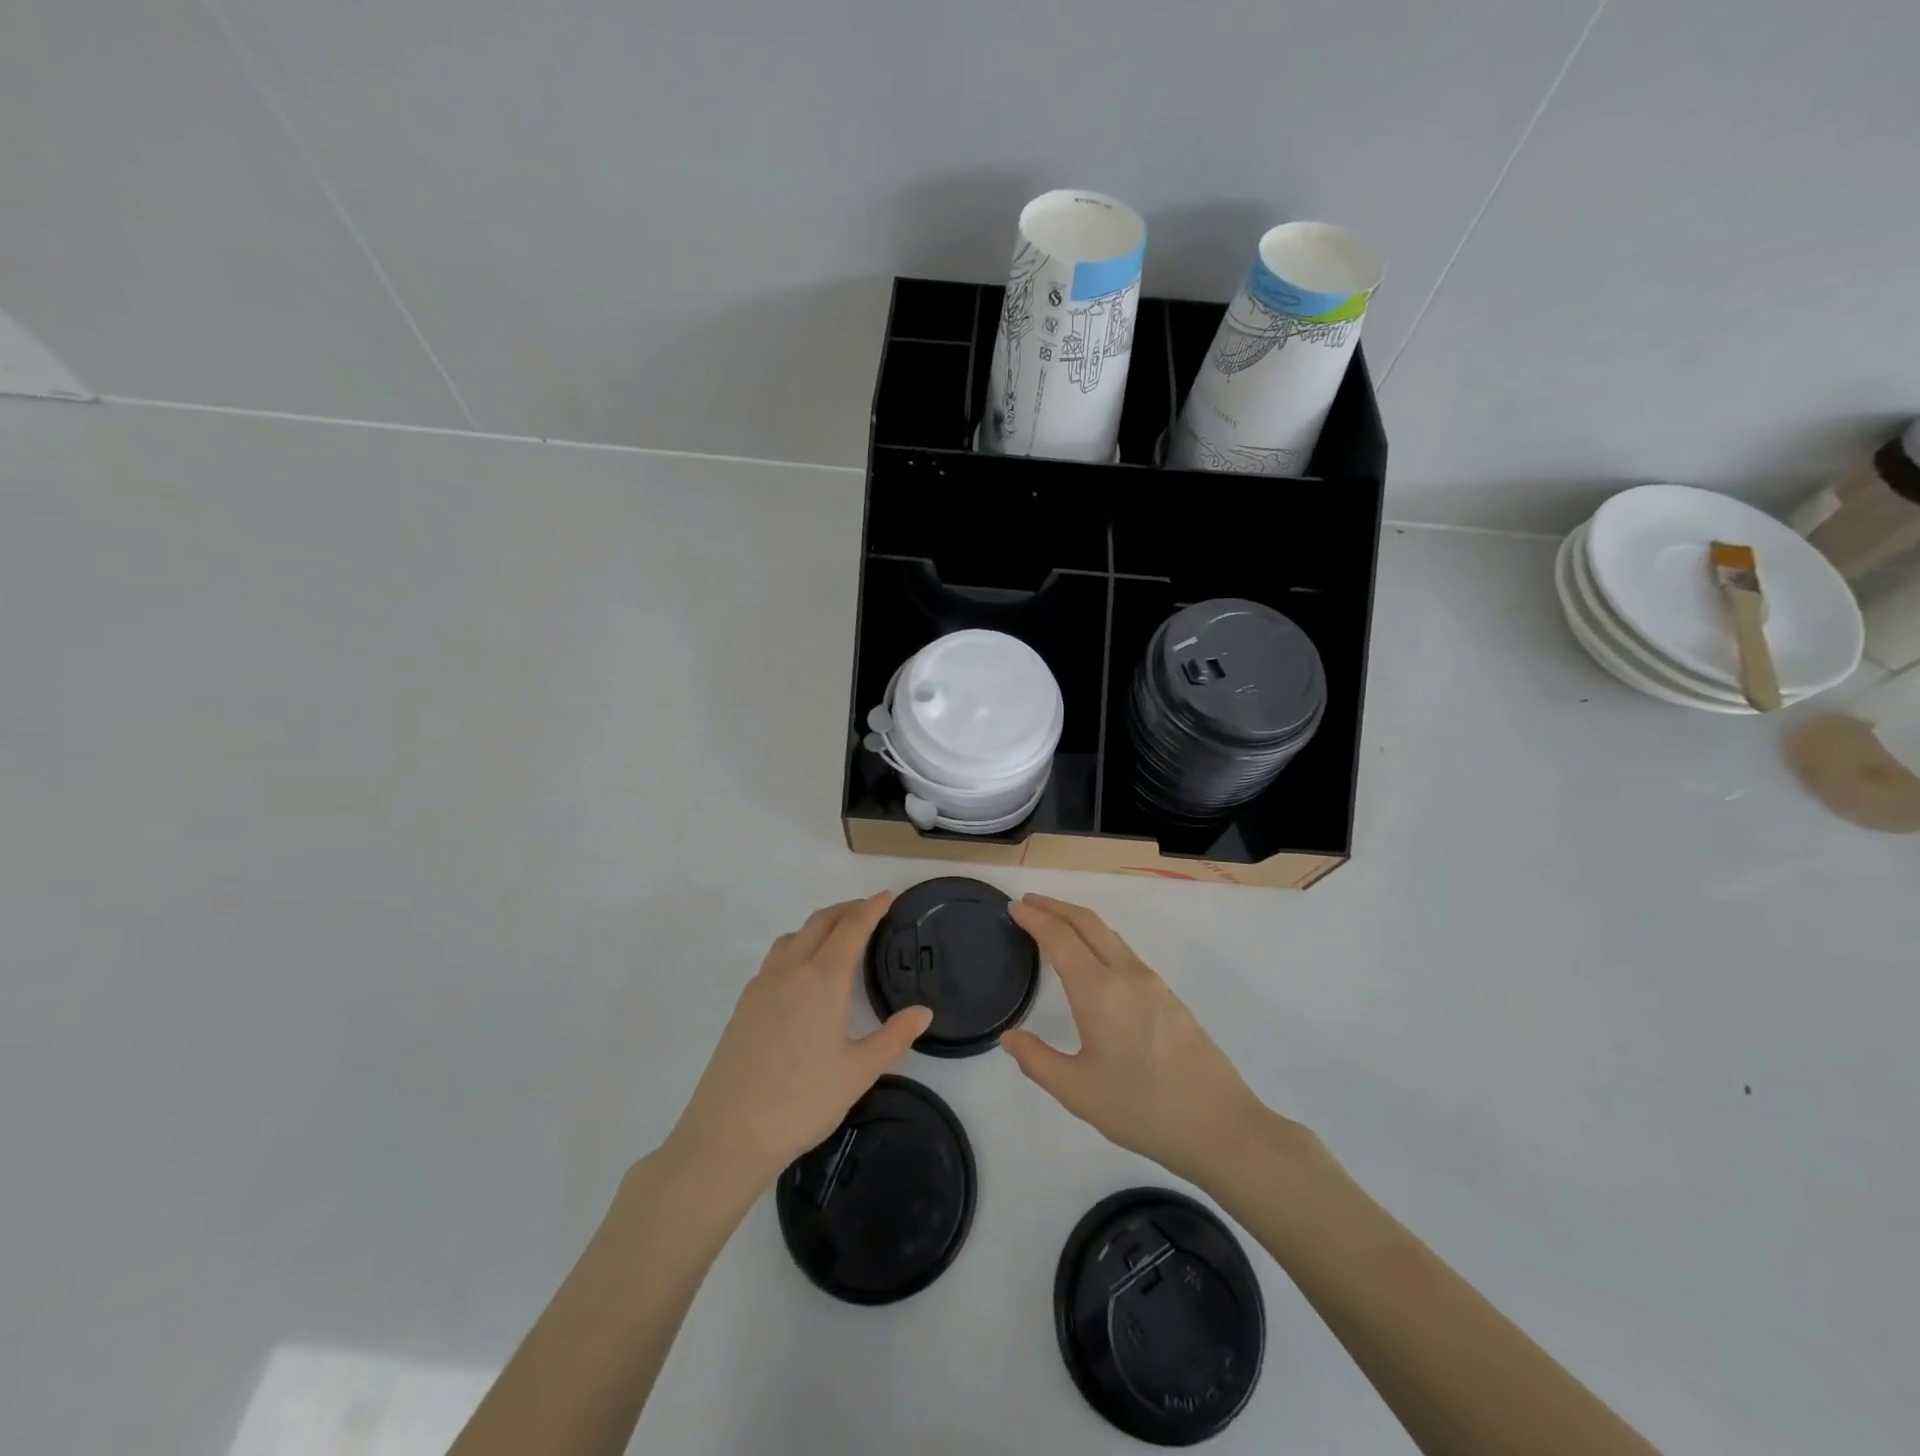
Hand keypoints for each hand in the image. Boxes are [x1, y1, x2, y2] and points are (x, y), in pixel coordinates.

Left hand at [664, 893, 932, 1195]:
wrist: (727, 1134)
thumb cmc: (802, 1102)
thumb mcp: (858, 1072)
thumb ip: (894, 1037)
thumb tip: (923, 1012)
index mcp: (822, 980)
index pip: (851, 929)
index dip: (871, 908)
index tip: (887, 896)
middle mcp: (790, 971)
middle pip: (820, 922)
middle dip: (846, 909)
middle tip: (869, 910)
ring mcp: (761, 986)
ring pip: (793, 936)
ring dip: (819, 926)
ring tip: (837, 938)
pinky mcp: (743, 1005)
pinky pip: (775, 959)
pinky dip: (797, 947)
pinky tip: (802, 976)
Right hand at [1002, 895, 1280, 1187]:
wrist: (1220, 1126)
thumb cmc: (1141, 1108)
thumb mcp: (1076, 1092)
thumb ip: (1037, 1060)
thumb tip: (1010, 1037)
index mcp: (1098, 990)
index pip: (1060, 937)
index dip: (1034, 917)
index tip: (1014, 906)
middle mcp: (1126, 974)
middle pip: (1087, 923)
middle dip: (1056, 907)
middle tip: (1029, 903)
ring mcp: (1152, 983)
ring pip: (1109, 935)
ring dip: (1078, 921)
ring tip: (1055, 925)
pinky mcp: (1169, 997)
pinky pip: (1124, 952)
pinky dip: (1098, 940)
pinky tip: (1093, 962)